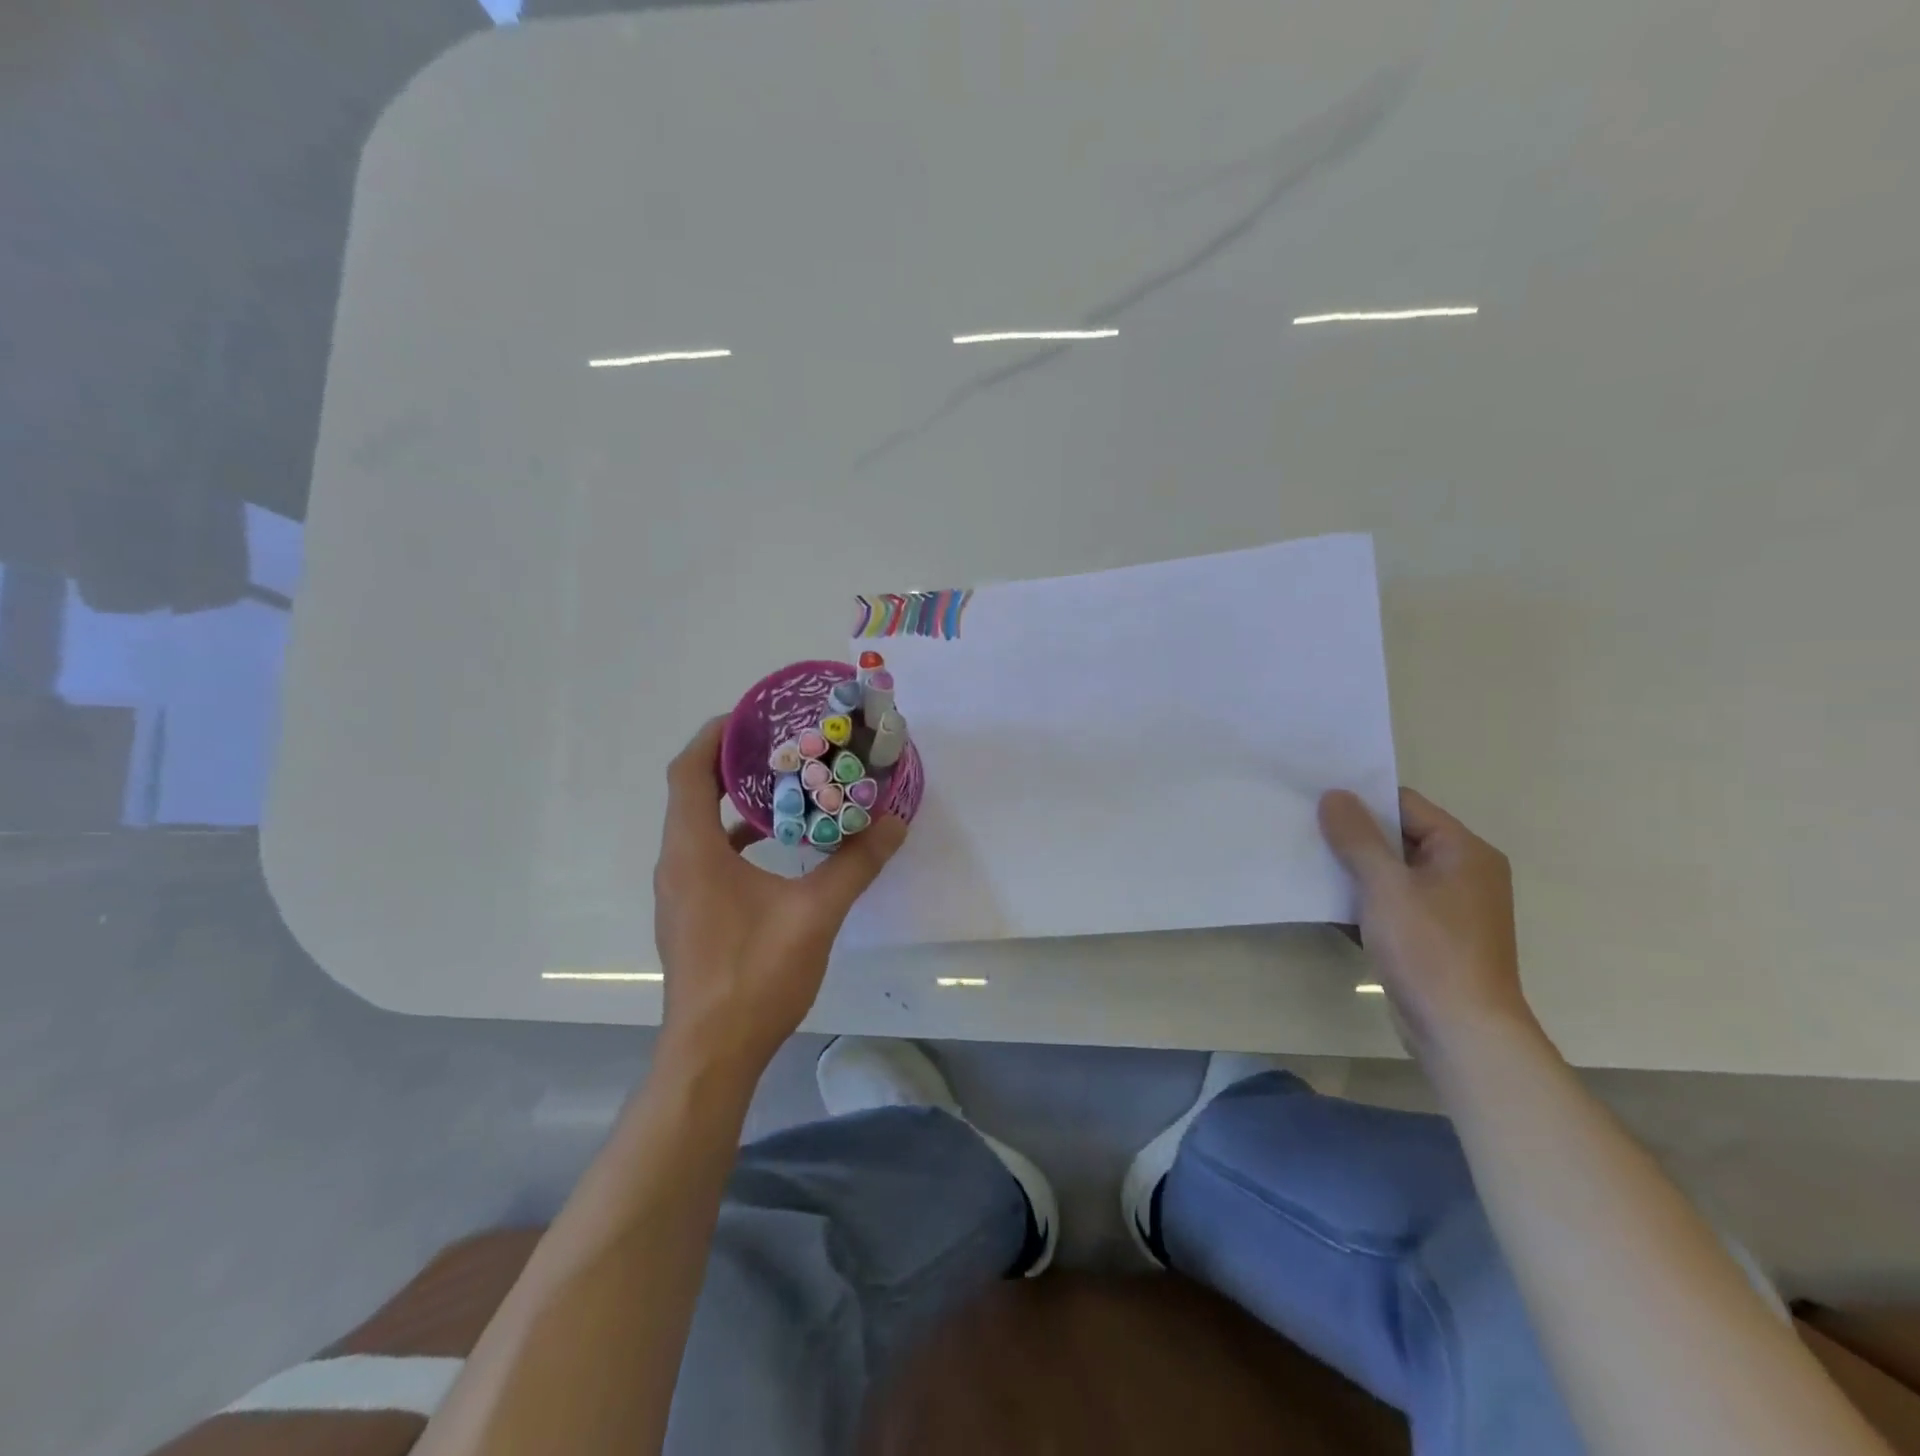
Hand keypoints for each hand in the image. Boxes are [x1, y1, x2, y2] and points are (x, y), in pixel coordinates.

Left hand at [653, 717, 908, 1076]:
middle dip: (732, 763)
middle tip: (782, 746)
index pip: (688, 772)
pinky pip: (707, 857)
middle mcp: (676, 864)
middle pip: (692, 793)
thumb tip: (894, 822)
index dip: (714, 736)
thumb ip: (855, 864)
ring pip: (699, 828)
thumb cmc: (754, 975)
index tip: (751, 716)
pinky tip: (778, 851)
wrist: (712, 1054)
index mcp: (693, 852)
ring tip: (786, 789)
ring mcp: (679, 893)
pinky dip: (736, 839)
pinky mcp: (690, 916)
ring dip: (734, 803)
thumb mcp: (815, 914)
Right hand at [1318, 787, 1535, 1061]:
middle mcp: (1464, 872)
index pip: (1406, 806)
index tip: (1316, 800)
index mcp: (1465, 851)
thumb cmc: (1429, 949)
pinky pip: (1393, 902)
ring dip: (1354, 869)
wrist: (1462, 1031)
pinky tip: (1326, 902)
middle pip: (1399, 837)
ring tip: (1306, 860)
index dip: (1362, 800)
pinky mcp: (1433, 936)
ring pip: (1392, 872)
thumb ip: (1357, 837)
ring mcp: (1449, 907)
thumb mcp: (1386, 886)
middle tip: (1303, 828)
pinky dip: (1364, 899)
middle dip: (1353, 836)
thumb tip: (1334, 794)